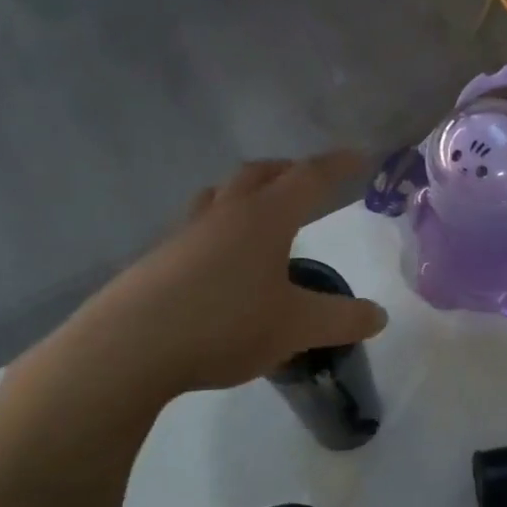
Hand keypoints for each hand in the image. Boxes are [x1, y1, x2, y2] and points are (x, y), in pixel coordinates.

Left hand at [40, 153, 387, 414]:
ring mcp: (185, 235)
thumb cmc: (224, 324)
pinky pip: (197, 229)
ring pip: (220, 197)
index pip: (309, 178)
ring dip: (246, 193)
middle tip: (308, 181)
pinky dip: (220, 229)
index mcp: (263, 218)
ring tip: (262, 212)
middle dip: (288, 171)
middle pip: (258, 174)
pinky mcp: (158, 261)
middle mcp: (223, 215)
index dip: (338, 165)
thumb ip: (343, 319)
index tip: (360, 157)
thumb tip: (379, 315)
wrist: (126, 350)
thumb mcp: (297, 327)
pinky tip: (222, 263)